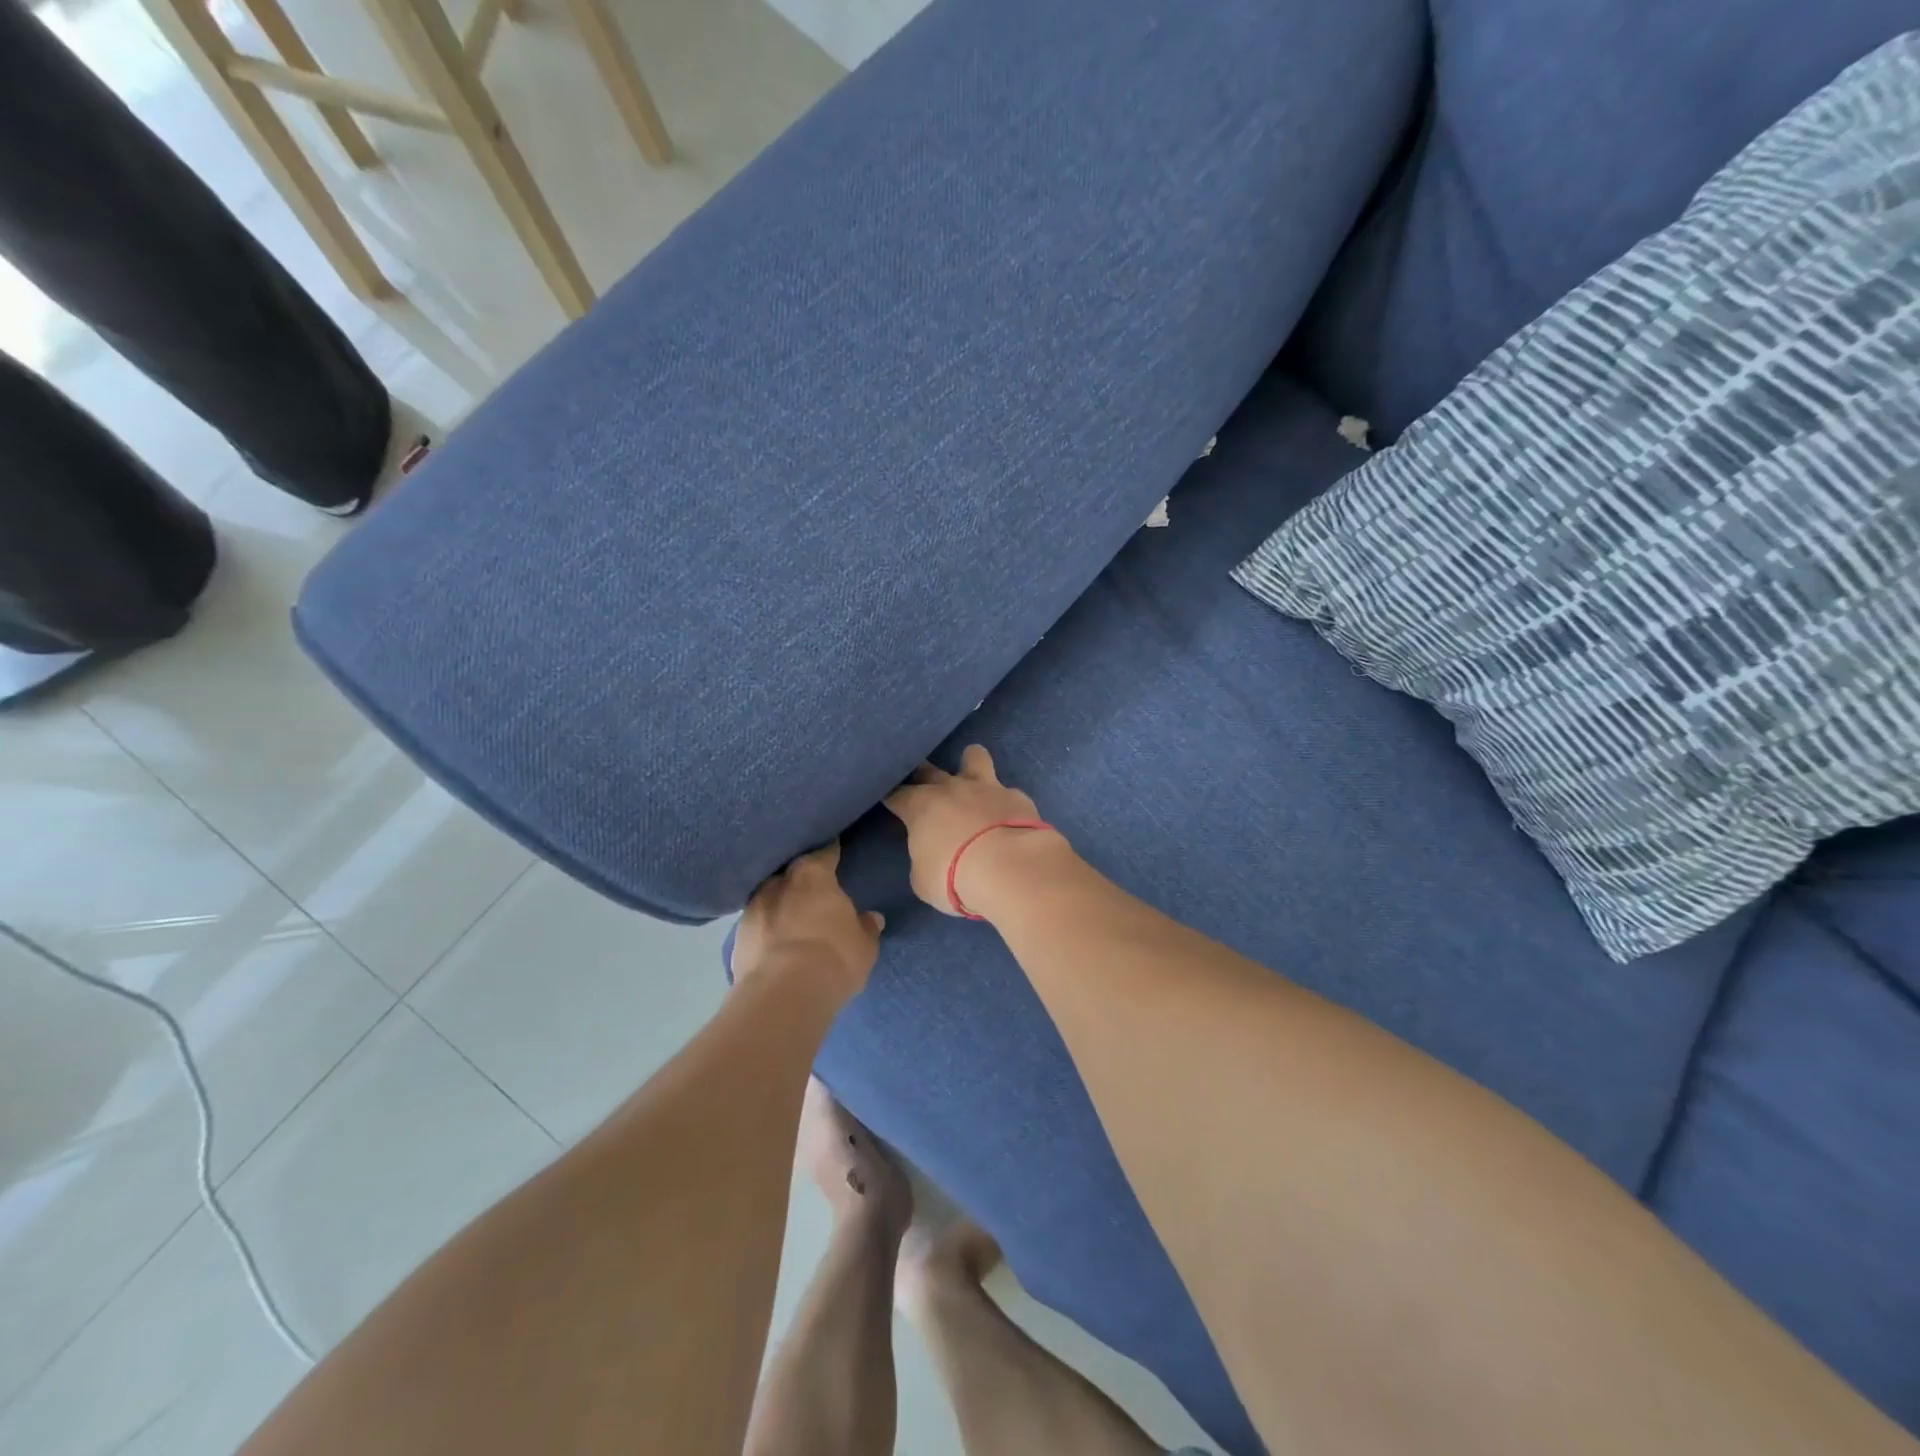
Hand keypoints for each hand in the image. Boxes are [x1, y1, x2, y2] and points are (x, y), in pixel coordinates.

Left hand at [732, 841, 883, 998]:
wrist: (782, 996)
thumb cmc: (834, 958)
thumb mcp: (864, 945)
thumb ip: (866, 927)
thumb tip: (871, 917)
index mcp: (813, 874)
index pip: (825, 852)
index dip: (832, 851)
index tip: (836, 849)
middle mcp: (778, 883)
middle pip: (791, 872)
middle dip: (802, 878)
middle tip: (815, 887)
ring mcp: (752, 910)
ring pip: (769, 897)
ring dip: (780, 904)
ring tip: (793, 917)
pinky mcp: (736, 940)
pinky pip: (756, 927)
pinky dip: (766, 931)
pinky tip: (775, 942)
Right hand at [883, 746, 1067, 916]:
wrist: (1010, 868)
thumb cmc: (955, 878)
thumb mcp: (924, 880)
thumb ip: (923, 860)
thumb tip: (930, 855)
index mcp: (921, 807)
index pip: (896, 794)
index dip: (891, 797)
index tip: (889, 801)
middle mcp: (952, 788)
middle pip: (929, 770)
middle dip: (921, 773)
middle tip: (921, 784)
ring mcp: (987, 788)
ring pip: (974, 757)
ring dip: (970, 762)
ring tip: (972, 774)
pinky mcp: (1018, 797)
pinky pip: (1007, 792)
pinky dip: (1004, 802)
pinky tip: (1008, 816)